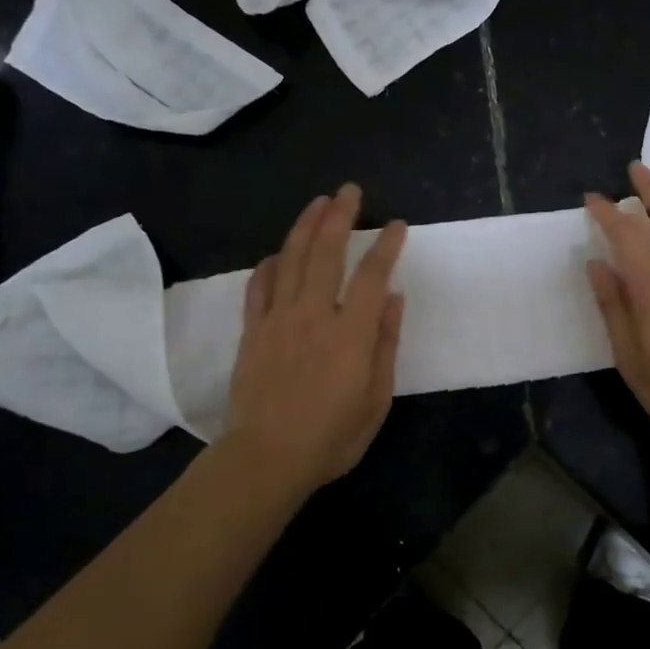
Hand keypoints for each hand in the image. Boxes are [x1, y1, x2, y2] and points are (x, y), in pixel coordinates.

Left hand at [225, 184, 406, 491]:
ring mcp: (278, 320)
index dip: (386, 245)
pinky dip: (269, 264)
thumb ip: (386, 344)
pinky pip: (258, 287)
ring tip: (317, 202)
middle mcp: (313, 315)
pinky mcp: (252, 332)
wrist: (266, 458)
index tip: (396, 224)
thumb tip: (394, 298)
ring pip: (291, 260)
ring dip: (305, 227)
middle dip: (340, 217)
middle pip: (326, 253)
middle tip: (350, 190)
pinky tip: (277, 252)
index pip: (372, 275)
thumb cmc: (331, 436)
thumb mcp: (376, 399)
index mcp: (350, 333)